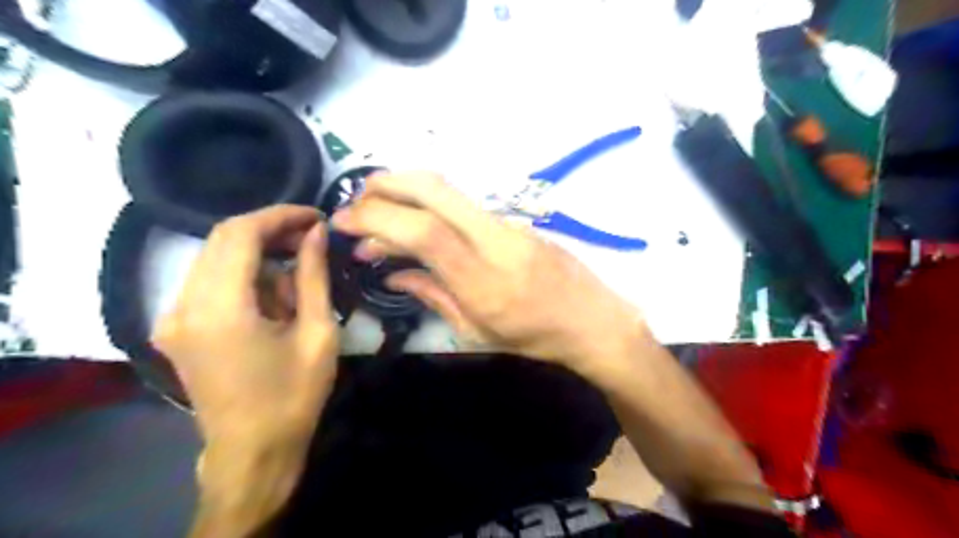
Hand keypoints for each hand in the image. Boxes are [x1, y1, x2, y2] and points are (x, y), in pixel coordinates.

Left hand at [153, 206, 339, 452]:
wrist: (253, 449)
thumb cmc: (294, 395)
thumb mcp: (318, 333)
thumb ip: (313, 276)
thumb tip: (315, 233)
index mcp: (220, 310)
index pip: (240, 233)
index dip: (279, 216)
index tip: (315, 217)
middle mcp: (183, 306)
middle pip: (222, 239)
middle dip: (270, 231)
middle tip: (311, 239)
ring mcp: (173, 318)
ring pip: (216, 258)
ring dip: (258, 256)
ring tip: (298, 279)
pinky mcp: (176, 328)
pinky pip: (210, 281)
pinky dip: (244, 276)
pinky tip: (273, 299)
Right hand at [329, 173, 642, 373]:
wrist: (593, 320)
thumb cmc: (535, 338)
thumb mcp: (478, 331)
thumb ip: (432, 296)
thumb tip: (393, 273)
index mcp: (483, 280)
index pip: (424, 231)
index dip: (377, 219)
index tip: (344, 223)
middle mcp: (495, 241)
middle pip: (436, 190)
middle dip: (387, 184)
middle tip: (356, 200)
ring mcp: (508, 225)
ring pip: (449, 192)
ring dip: (406, 193)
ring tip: (377, 214)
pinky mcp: (515, 221)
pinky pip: (464, 206)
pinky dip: (431, 207)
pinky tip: (416, 225)